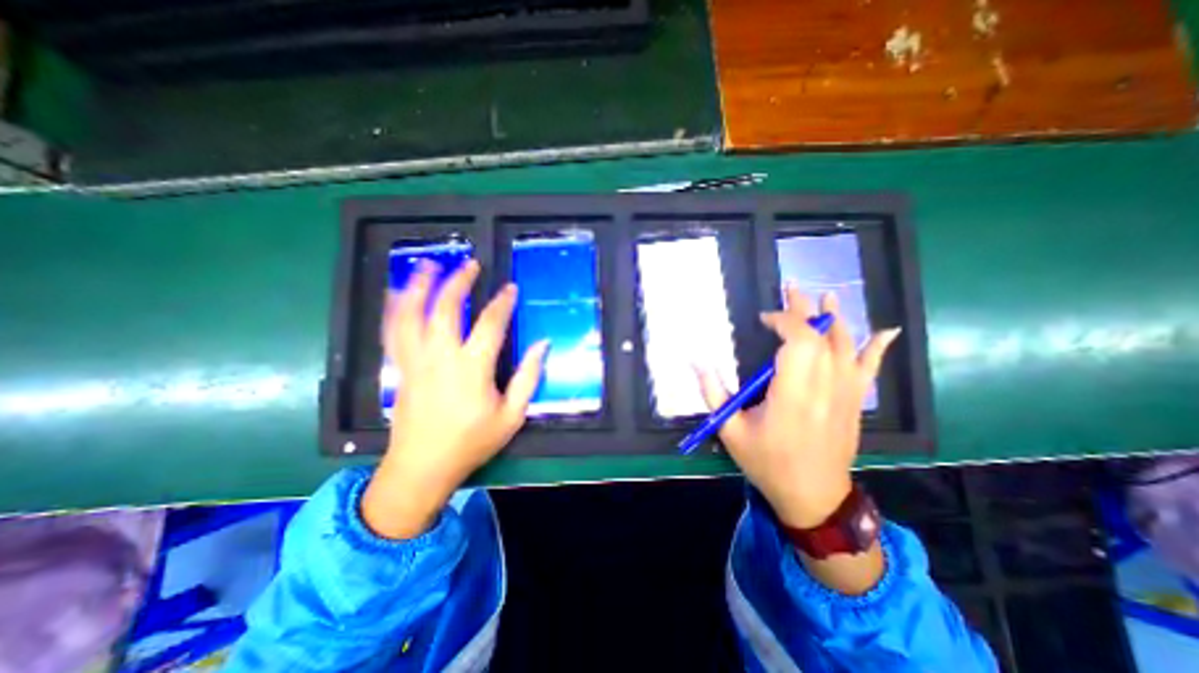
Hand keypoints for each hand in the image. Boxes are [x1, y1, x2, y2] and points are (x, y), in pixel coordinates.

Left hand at [360, 259, 547, 538]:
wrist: (422, 468)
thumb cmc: (472, 442)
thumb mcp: (512, 415)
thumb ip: (529, 377)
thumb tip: (544, 345)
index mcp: (472, 369)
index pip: (490, 324)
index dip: (502, 303)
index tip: (511, 288)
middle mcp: (441, 357)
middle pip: (445, 309)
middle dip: (458, 282)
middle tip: (470, 265)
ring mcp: (415, 361)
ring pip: (411, 315)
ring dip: (419, 286)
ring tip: (428, 265)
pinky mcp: (400, 368)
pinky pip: (392, 332)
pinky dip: (394, 309)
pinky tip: (397, 294)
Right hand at [694, 287, 898, 526]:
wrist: (813, 497)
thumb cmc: (768, 463)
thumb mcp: (731, 432)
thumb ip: (713, 393)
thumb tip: (696, 361)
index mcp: (792, 396)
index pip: (799, 343)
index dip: (785, 321)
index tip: (763, 320)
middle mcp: (824, 390)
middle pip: (822, 338)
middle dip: (805, 311)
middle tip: (791, 289)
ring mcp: (844, 395)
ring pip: (847, 348)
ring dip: (836, 319)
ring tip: (827, 296)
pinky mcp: (854, 403)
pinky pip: (869, 370)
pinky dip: (877, 348)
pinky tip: (886, 331)